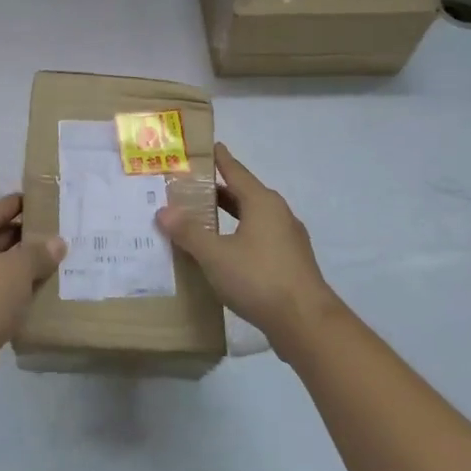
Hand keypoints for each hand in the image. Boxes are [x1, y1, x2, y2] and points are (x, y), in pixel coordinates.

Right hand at [156, 143, 337, 350]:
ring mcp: (288, 240)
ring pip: (252, 219)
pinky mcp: (290, 263)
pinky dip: (238, 236)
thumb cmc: (259, 278)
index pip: (236, 171)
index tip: (207, 146)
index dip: (219, 159)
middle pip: (243, 194)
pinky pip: (258, 239)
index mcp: (262, 203)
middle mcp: (278, 214)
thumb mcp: (215, 255)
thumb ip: (189, 232)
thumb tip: (164, 210)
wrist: (306, 324)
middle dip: (217, 191)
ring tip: (201, 219)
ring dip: (228, 216)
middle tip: (189, 188)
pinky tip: (223, 252)